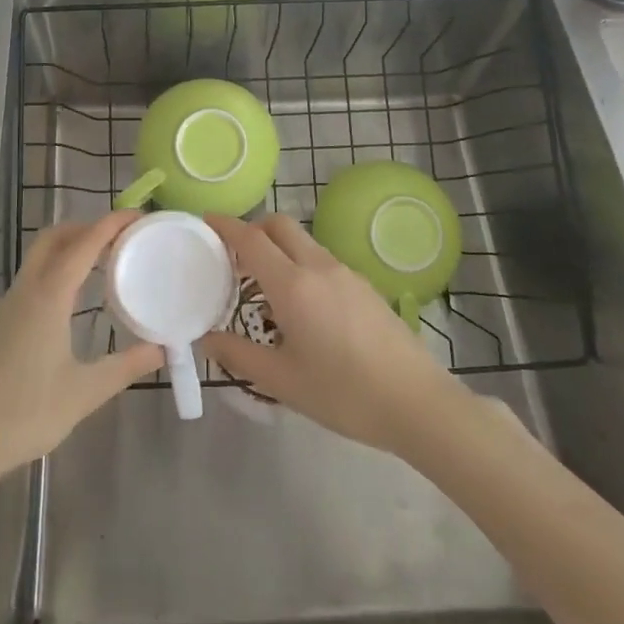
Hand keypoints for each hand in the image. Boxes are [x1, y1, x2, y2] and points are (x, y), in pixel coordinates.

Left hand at [0, 212, 163, 491]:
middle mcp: (27, 290)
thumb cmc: (26, 413)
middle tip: (122, 236)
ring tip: (105, 259)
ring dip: (71, 245)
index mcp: (48, 296)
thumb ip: (126, 366)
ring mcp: (10, 305)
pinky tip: (76, 295)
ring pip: (40, 256)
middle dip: (88, 226)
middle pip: (55, 237)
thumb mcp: (85, 392)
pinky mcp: (3, 322)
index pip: (84, 244)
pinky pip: (34, 276)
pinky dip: (58, 267)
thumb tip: (162, 349)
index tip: (139, 215)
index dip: (111, 223)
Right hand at [201, 213, 466, 456]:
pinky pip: (322, 260)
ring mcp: (346, 273)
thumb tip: (206, 338)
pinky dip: (300, 264)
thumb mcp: (282, 381)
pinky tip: (301, 306)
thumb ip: (238, 355)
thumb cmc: (343, 393)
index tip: (206, 220)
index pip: (251, 239)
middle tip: (233, 256)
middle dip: (253, 229)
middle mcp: (319, 267)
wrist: (417, 403)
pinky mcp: (365, 286)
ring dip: (278, 248)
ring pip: (303, 242)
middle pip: (280, 225)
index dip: (226, 225)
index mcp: (293, 285)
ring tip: (263, 288)